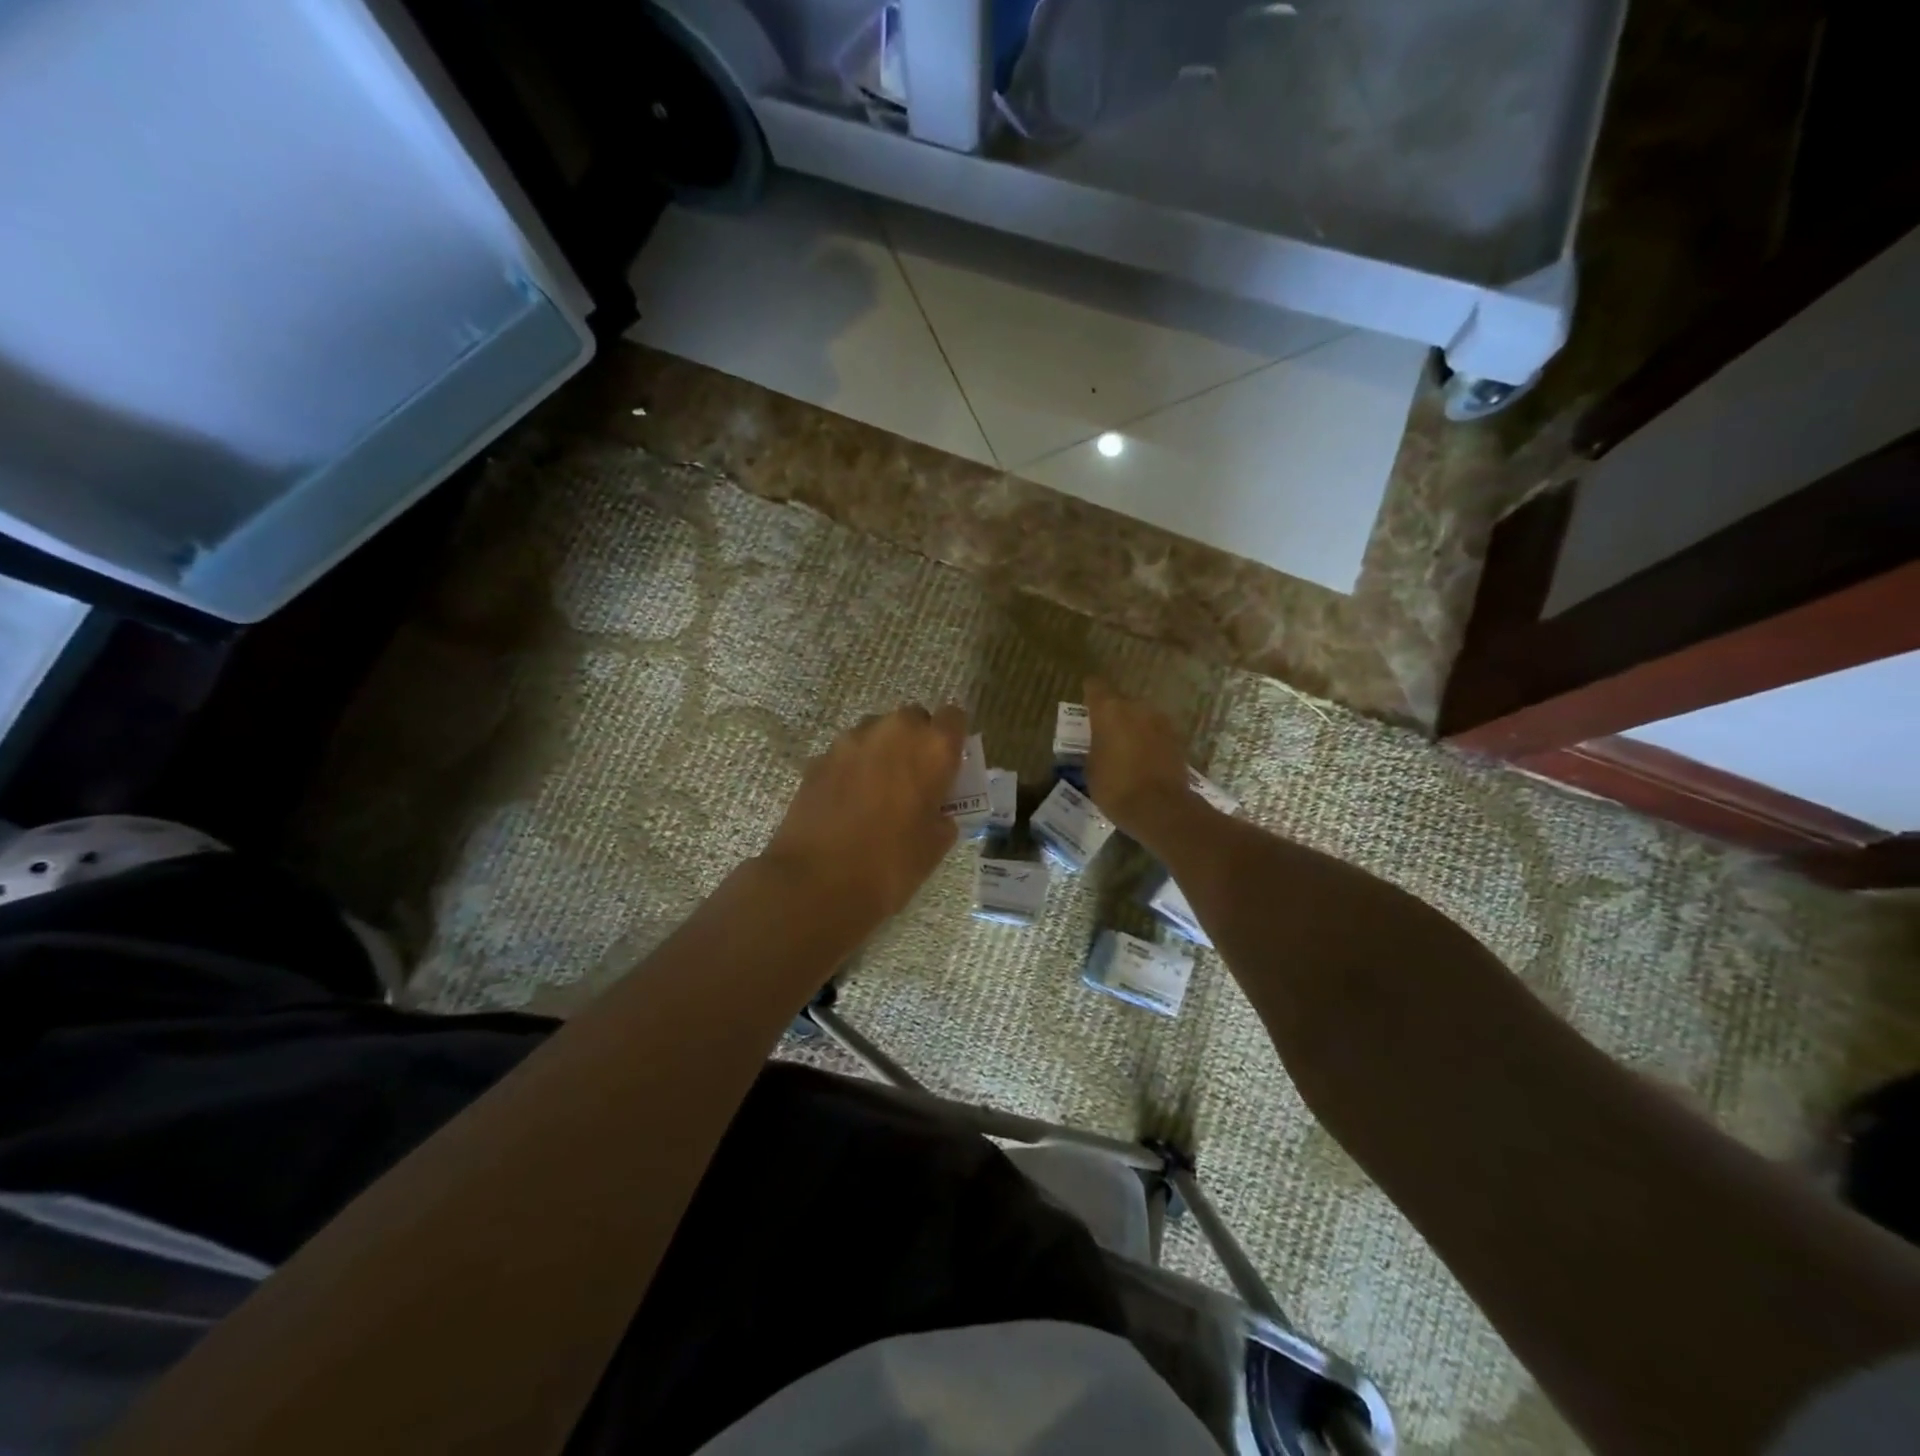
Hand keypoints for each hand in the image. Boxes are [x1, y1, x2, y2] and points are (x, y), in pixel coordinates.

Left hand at [762, 703, 967, 927]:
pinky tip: (849, 802)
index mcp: (932, 748)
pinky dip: (853, 768)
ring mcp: (851, 741)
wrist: (817, 882)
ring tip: (879, 790)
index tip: (949, 763)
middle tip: (915, 778)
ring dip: (883, 751)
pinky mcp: (819, 758)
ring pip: (876, 731)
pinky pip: (847, 753)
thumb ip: (942, 815)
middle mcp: (893, 731)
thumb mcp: (935, 845)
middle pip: (912, 718)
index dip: (952, 738)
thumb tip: (935, 811)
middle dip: (916, 741)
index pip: (954, 717)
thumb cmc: (890, 864)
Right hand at [1085, 678, 1196, 841]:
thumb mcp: (1091, 767)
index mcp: (1109, 710)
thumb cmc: (1115, 787)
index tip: (1085, 703)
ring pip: (1141, 717)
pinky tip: (1143, 759)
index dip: (1089, 693)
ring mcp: (1161, 721)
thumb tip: (1100, 741)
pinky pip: (1156, 733)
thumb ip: (1094, 745)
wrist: (1160, 808)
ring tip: (1125, 749)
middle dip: (1113, 715)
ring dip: (1133, 727)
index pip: (1095, 687)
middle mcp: (1137, 708)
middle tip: (1104, 735)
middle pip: (1121, 703)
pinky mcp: (1177, 738)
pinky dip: (1149, 741)